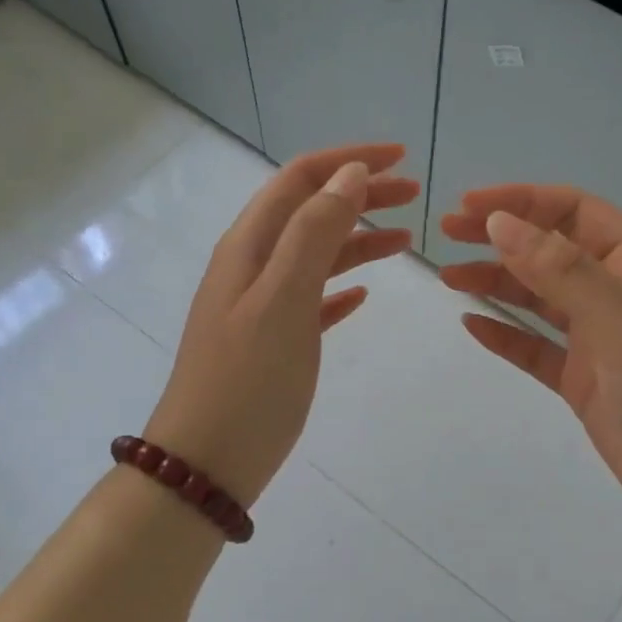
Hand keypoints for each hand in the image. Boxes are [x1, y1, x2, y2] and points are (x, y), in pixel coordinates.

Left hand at [146, 143, 417, 509]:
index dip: (348, 161)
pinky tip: (364, 294)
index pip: (300, 180)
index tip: (399, 158)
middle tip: (414, 194)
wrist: (207, 463)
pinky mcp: (273, 342)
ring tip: (405, 239)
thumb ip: (315, 233)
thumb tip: (350, 175)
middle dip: (360, 195)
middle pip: (311, 211)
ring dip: (358, 239)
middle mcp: (252, 266)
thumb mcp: (283, 299)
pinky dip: (341, 286)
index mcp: (250, 246)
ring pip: (316, 254)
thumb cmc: (248, 381)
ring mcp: (261, 305)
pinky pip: (313, 298)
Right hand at [438, 185, 621, 545]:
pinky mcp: (583, 381)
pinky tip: (473, 325)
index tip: (469, 207)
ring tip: (449, 278)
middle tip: (448, 235)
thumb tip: (500, 224)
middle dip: (502, 238)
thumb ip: (563, 272)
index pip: (575, 213)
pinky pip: (536, 348)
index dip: (523, 202)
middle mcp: (619, 294)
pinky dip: (505, 335)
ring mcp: (600, 340)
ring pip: (539, 299)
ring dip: (496, 283)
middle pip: (551, 251)